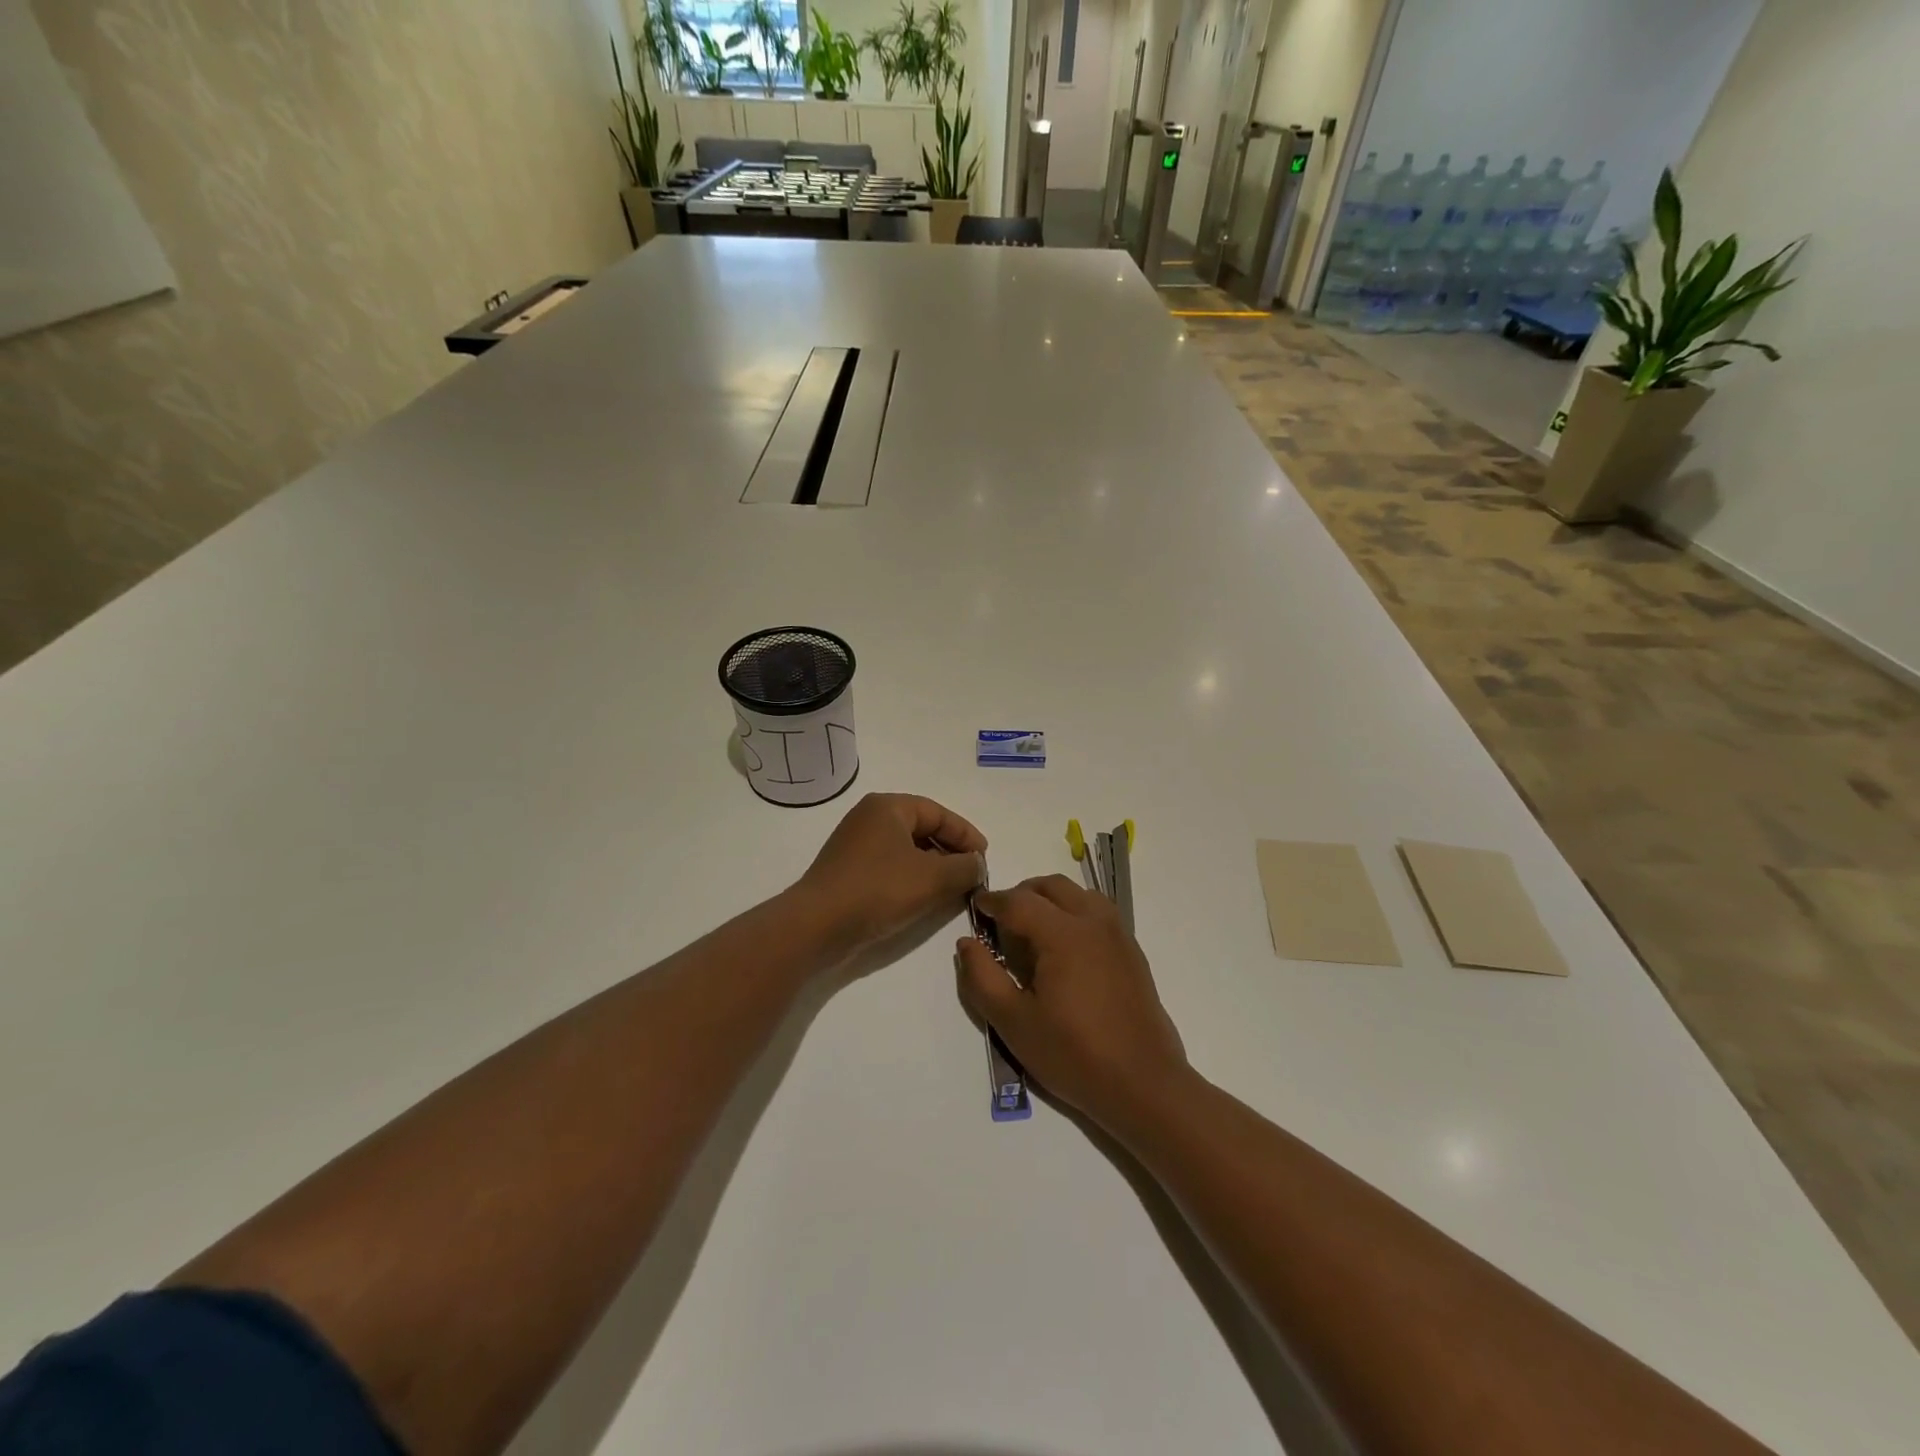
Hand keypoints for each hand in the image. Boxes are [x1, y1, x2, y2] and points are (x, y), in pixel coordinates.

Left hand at [795, 793, 986, 954]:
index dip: (965, 834)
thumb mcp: (932, 878)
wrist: (817, 926)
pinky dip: (912, 879)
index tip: (984, 858)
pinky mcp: (848, 872)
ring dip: (933, 867)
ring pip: (906, 850)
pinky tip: (924, 900)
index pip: (938, 812)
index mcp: (887, 807)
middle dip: (950, 851)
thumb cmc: (878, 890)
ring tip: (953, 890)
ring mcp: (855, 846)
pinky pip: (890, 867)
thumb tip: (977, 864)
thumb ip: (964, 868)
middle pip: (921, 829)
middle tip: (972, 874)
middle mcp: (869, 819)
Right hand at [956, 875, 1187, 1130]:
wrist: (1144, 1084)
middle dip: (1022, 894)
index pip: (1018, 901)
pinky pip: (1098, 912)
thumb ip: (982, 977)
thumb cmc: (1073, 1054)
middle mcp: (1093, 922)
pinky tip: (1065, 949)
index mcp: (1063, 934)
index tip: (975, 907)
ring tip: (1033, 931)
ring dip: (1051, 899)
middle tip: (1001, 920)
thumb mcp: (1013, 1022)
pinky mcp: (1132, 951)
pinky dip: (1075, 912)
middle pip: (1051, 886)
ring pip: (1079, 894)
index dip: (992, 901)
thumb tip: (966, 942)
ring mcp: (1118, 934)